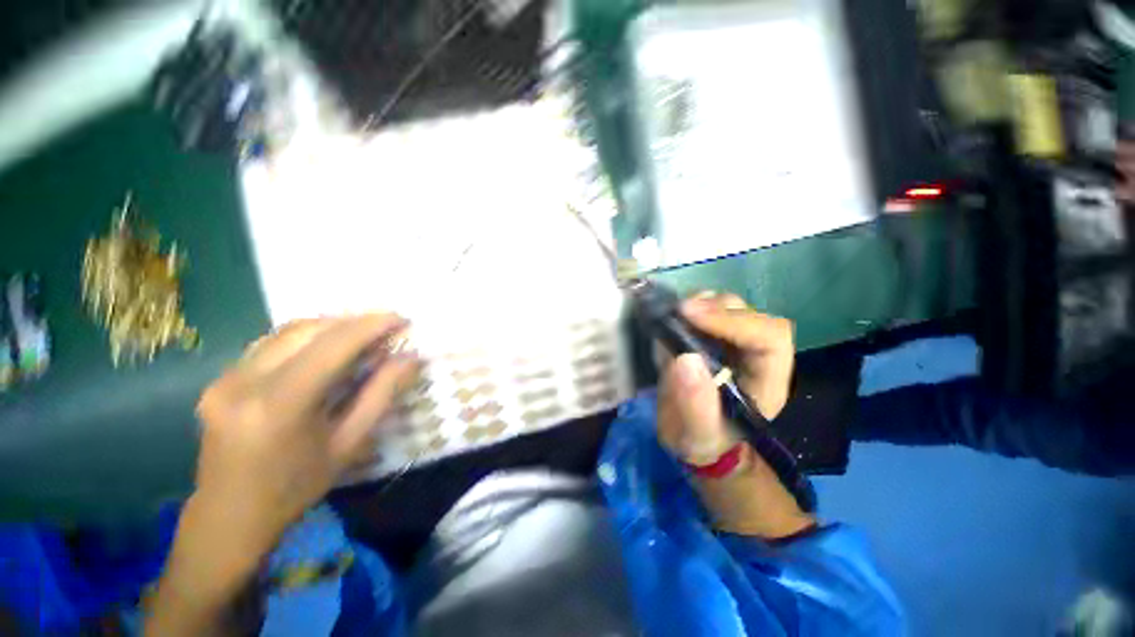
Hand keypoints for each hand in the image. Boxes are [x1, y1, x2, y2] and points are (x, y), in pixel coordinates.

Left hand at [147, 315, 419, 636]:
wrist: (229, 516)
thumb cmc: (296, 487)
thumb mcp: (349, 443)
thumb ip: (382, 394)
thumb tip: (411, 358)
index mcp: (279, 404)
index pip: (333, 345)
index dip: (371, 325)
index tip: (401, 319)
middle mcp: (245, 381)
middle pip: (308, 329)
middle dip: (353, 322)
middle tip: (386, 328)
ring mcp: (225, 377)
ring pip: (287, 331)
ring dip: (330, 327)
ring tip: (362, 336)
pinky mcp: (219, 378)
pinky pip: (271, 343)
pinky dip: (306, 338)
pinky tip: (326, 350)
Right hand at [657, 292, 811, 537]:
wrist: (697, 438)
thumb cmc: (703, 441)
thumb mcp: (696, 435)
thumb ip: (695, 405)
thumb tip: (684, 358)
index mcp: (766, 381)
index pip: (769, 337)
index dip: (733, 321)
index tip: (690, 315)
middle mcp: (756, 356)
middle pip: (750, 315)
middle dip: (714, 309)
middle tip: (679, 312)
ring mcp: (734, 343)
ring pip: (731, 306)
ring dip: (703, 304)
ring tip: (676, 315)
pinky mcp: (713, 337)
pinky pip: (709, 310)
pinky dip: (692, 308)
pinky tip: (675, 317)